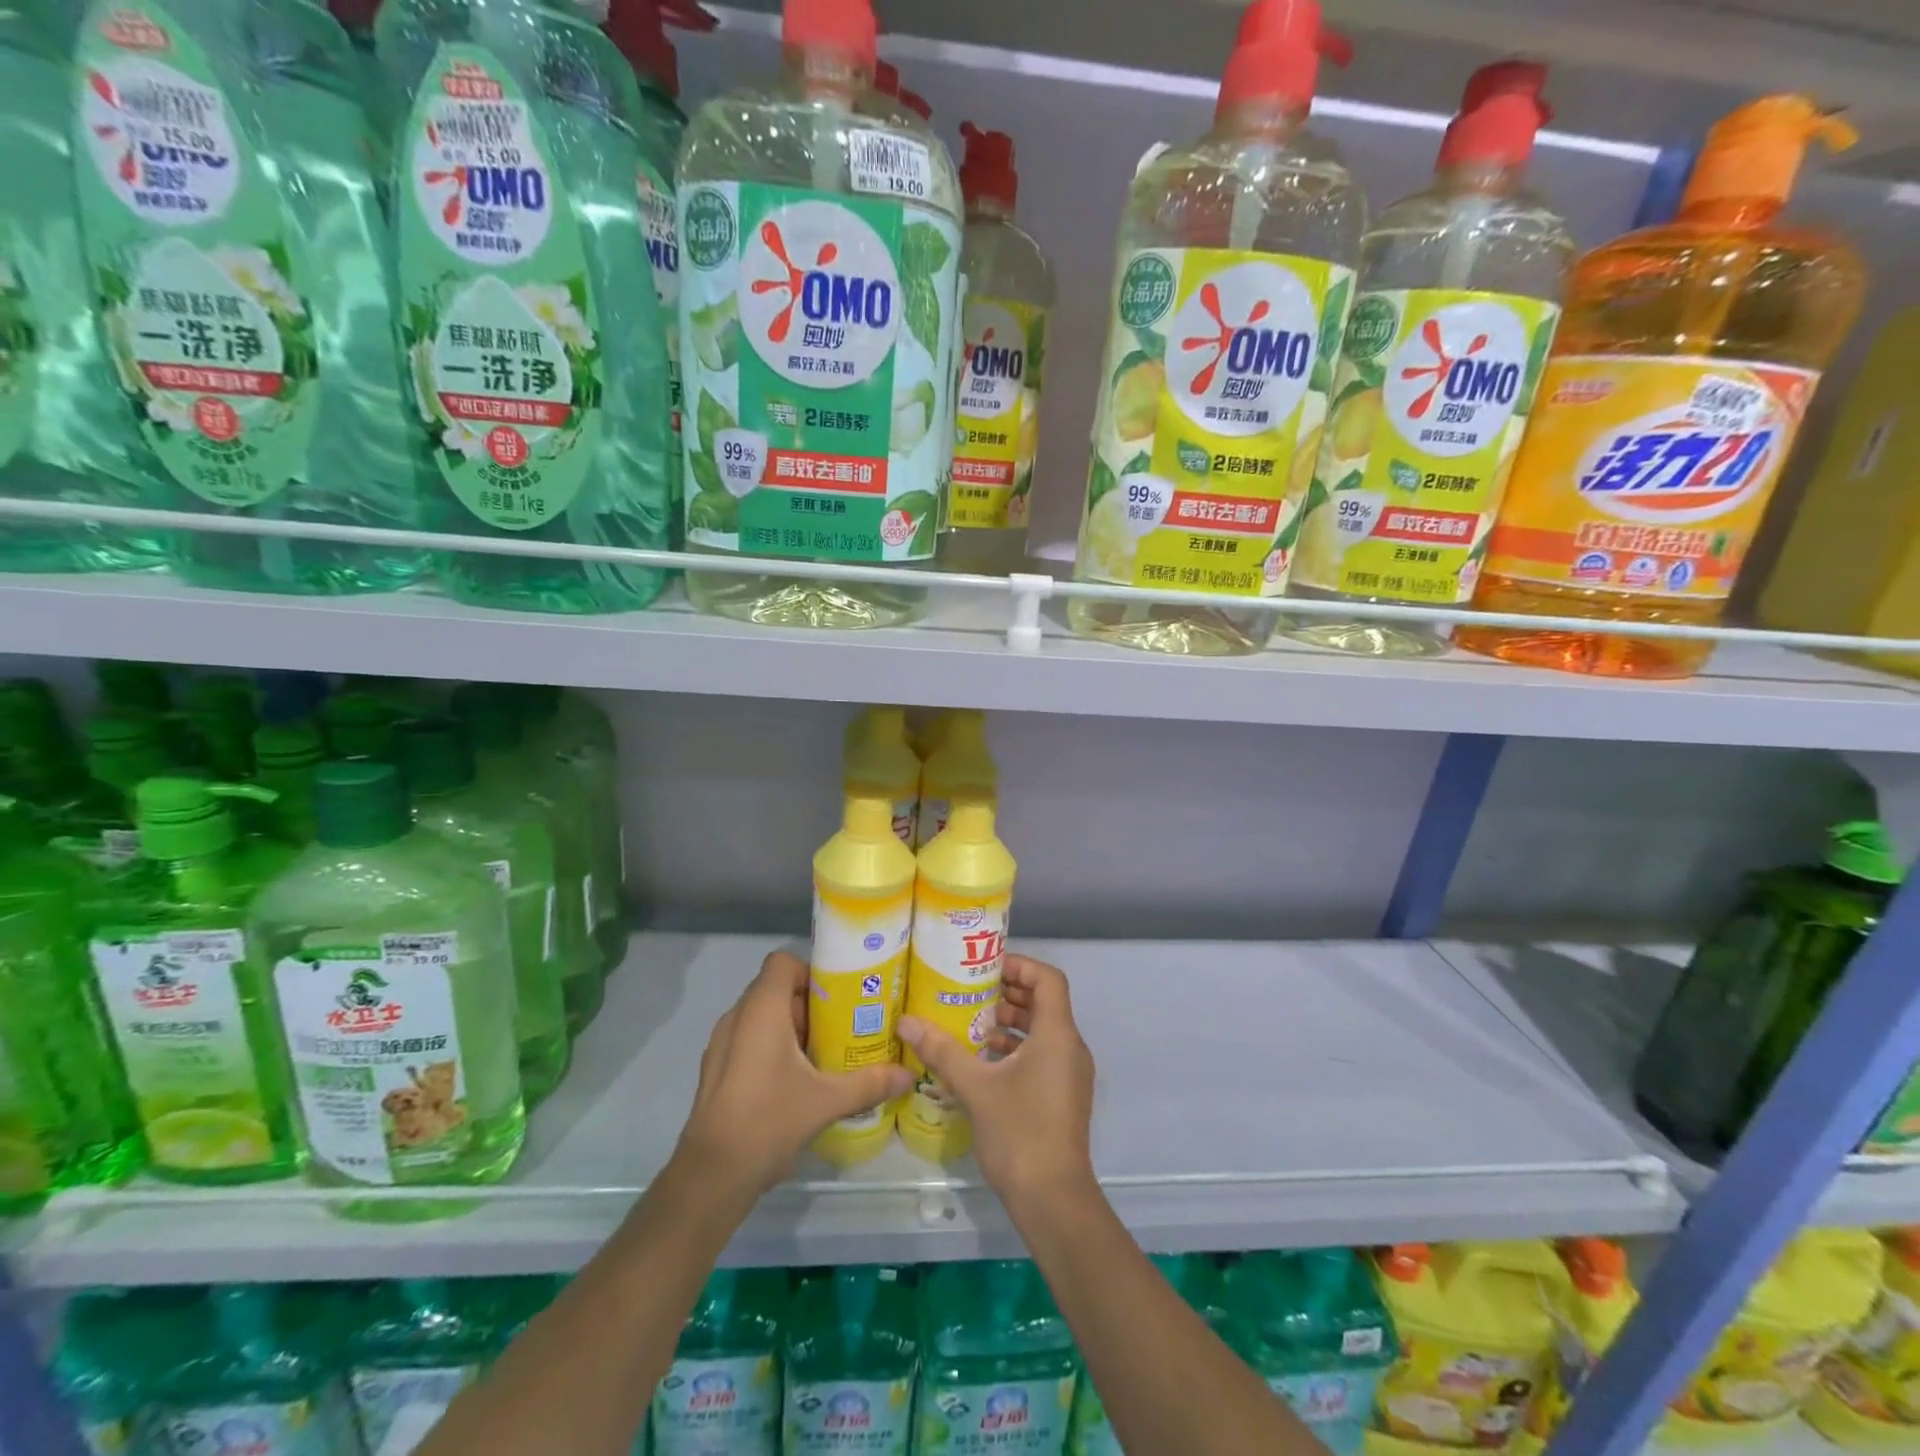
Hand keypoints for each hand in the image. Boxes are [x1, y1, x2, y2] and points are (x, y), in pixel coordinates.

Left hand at [673, 951, 913, 1200]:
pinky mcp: (718, 1070)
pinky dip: (774, 1047)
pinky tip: (798, 1079)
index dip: (811, 971)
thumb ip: (869, 1083)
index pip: (783, 962)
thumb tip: (908, 1074)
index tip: (839, 996)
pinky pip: (750, 1040)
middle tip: (844, 1024)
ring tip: (826, 1052)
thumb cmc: (768, 1120)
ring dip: (793, 1027)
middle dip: (811, 1004)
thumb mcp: (826, 1100)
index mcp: (761, 1009)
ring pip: (763, 1017)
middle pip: (777, 989)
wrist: (711, 1176)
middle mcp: (738, 1017)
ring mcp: (723, 1044)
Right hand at [898, 954, 1095, 1206]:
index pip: (1047, 978)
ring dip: (1010, 1023)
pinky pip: (1042, 1055)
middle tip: (969, 993)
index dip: (1018, 965)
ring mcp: (1070, 1073)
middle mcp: (1070, 1046)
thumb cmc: (1019, 1133)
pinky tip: (982, 1063)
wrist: (1054, 1200)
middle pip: (1044, 1002)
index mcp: (1057, 1034)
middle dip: (1007, 993)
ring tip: (970, 1025)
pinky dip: (1016, 1049)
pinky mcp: (1064, 1096)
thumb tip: (906, 1023)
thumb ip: (942, 1051)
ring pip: (1042, 1031)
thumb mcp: (975, 1088)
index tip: (984, 968)